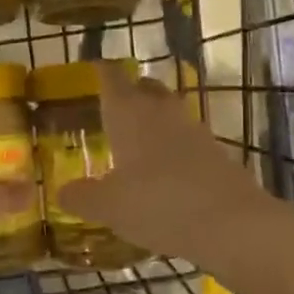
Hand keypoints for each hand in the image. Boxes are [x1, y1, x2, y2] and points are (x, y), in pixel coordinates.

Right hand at [55, 64, 278, 268]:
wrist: (231, 224)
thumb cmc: (157, 204)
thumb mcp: (108, 207)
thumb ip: (82, 196)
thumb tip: (62, 191)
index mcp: (128, 112)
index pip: (111, 77)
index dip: (100, 70)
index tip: (91, 69)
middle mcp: (160, 111)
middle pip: (144, 87)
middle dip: (129, 92)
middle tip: (112, 107)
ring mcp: (193, 129)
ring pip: (168, 111)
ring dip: (153, 120)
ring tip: (135, 142)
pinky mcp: (216, 151)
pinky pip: (187, 139)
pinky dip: (173, 147)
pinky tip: (163, 171)